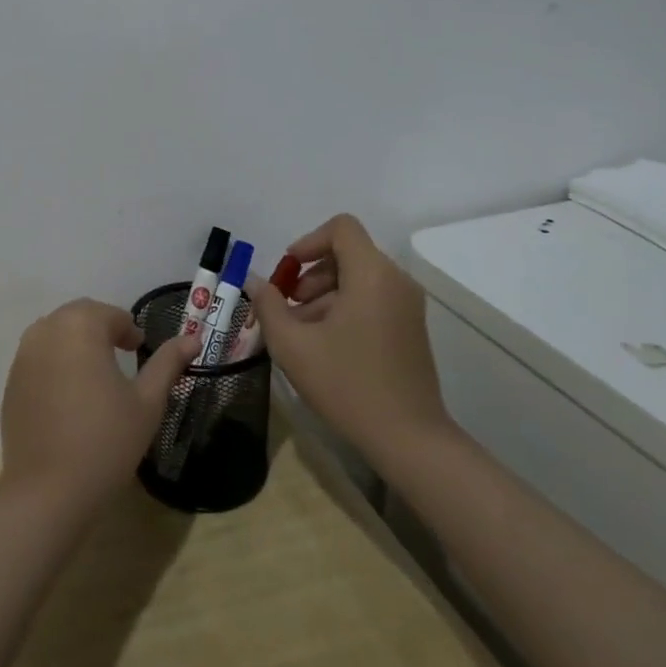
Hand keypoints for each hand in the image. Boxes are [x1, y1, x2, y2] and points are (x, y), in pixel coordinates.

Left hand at [0, 299, 199, 515]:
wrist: (47, 492)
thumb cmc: (106, 441)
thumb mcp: (147, 402)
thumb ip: (168, 363)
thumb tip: (192, 338)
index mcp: (81, 326)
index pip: (110, 314)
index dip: (129, 329)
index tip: (140, 349)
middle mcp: (47, 330)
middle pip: (79, 315)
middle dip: (102, 328)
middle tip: (122, 354)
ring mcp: (24, 356)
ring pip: (55, 332)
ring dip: (77, 341)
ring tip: (96, 373)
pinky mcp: (11, 382)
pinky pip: (38, 357)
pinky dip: (56, 361)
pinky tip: (69, 395)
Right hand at [244, 214, 451, 468]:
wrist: (409, 439)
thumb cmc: (347, 385)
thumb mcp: (293, 345)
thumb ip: (268, 305)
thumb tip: (254, 282)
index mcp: (371, 274)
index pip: (341, 228)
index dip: (308, 241)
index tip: (288, 272)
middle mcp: (395, 280)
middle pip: (348, 252)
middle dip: (311, 273)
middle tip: (288, 307)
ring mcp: (408, 304)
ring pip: (358, 277)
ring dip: (324, 293)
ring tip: (302, 330)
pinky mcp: (411, 326)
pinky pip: (373, 297)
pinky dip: (345, 307)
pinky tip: (325, 344)